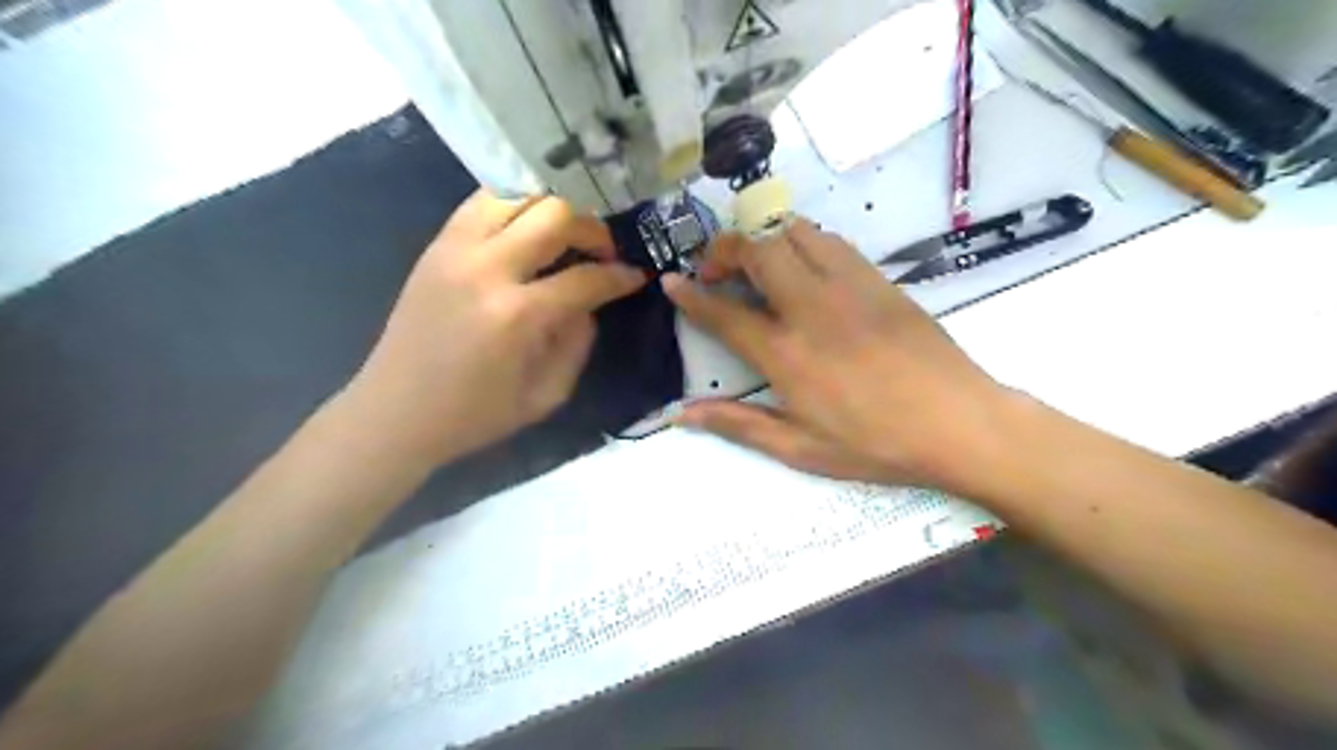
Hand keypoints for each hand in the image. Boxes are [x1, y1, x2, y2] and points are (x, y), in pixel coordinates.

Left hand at [345, 191, 644, 466]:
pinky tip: (528, 229)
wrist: (395, 412)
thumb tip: (590, 304)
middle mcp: (487, 268)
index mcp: (517, 315)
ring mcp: (456, 249)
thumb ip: (578, 344)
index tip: (637, 276)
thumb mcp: (546, 396)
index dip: (620, 276)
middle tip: (604, 251)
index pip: (586, 278)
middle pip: (556, 215)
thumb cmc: (475, 414)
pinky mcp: (436, 245)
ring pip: (518, 194)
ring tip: (566, 236)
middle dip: (593, 229)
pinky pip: (483, 202)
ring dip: (553, 209)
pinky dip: (515, 205)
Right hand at [667, 219, 1012, 495]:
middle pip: (757, 251)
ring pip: (794, 233)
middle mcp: (812, 308)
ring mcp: (849, 287)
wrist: (959, 424)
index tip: (671, 281)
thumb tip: (681, 414)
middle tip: (715, 271)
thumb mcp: (801, 449)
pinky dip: (803, 242)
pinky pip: (831, 241)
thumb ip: (738, 425)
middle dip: (724, 249)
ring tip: (756, 262)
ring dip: (764, 238)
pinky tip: (803, 266)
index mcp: (787, 355)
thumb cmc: (876, 445)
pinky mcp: (879, 279)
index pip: (724, 313)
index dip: (691, 295)